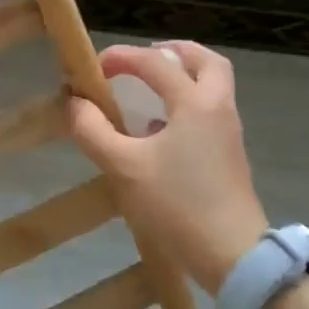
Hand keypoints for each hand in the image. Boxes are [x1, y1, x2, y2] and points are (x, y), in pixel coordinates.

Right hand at [67, 41, 268, 294]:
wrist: (233, 255)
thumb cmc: (177, 205)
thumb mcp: (124, 167)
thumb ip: (94, 130)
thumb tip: (75, 103)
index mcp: (195, 103)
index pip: (155, 62)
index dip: (122, 57)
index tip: (93, 68)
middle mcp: (218, 109)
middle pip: (205, 62)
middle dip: (172, 53)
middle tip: (142, 59)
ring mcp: (228, 134)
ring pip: (212, 88)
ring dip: (181, 78)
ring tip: (146, 91)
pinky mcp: (228, 158)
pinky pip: (208, 114)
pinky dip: (184, 107)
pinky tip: (156, 132)